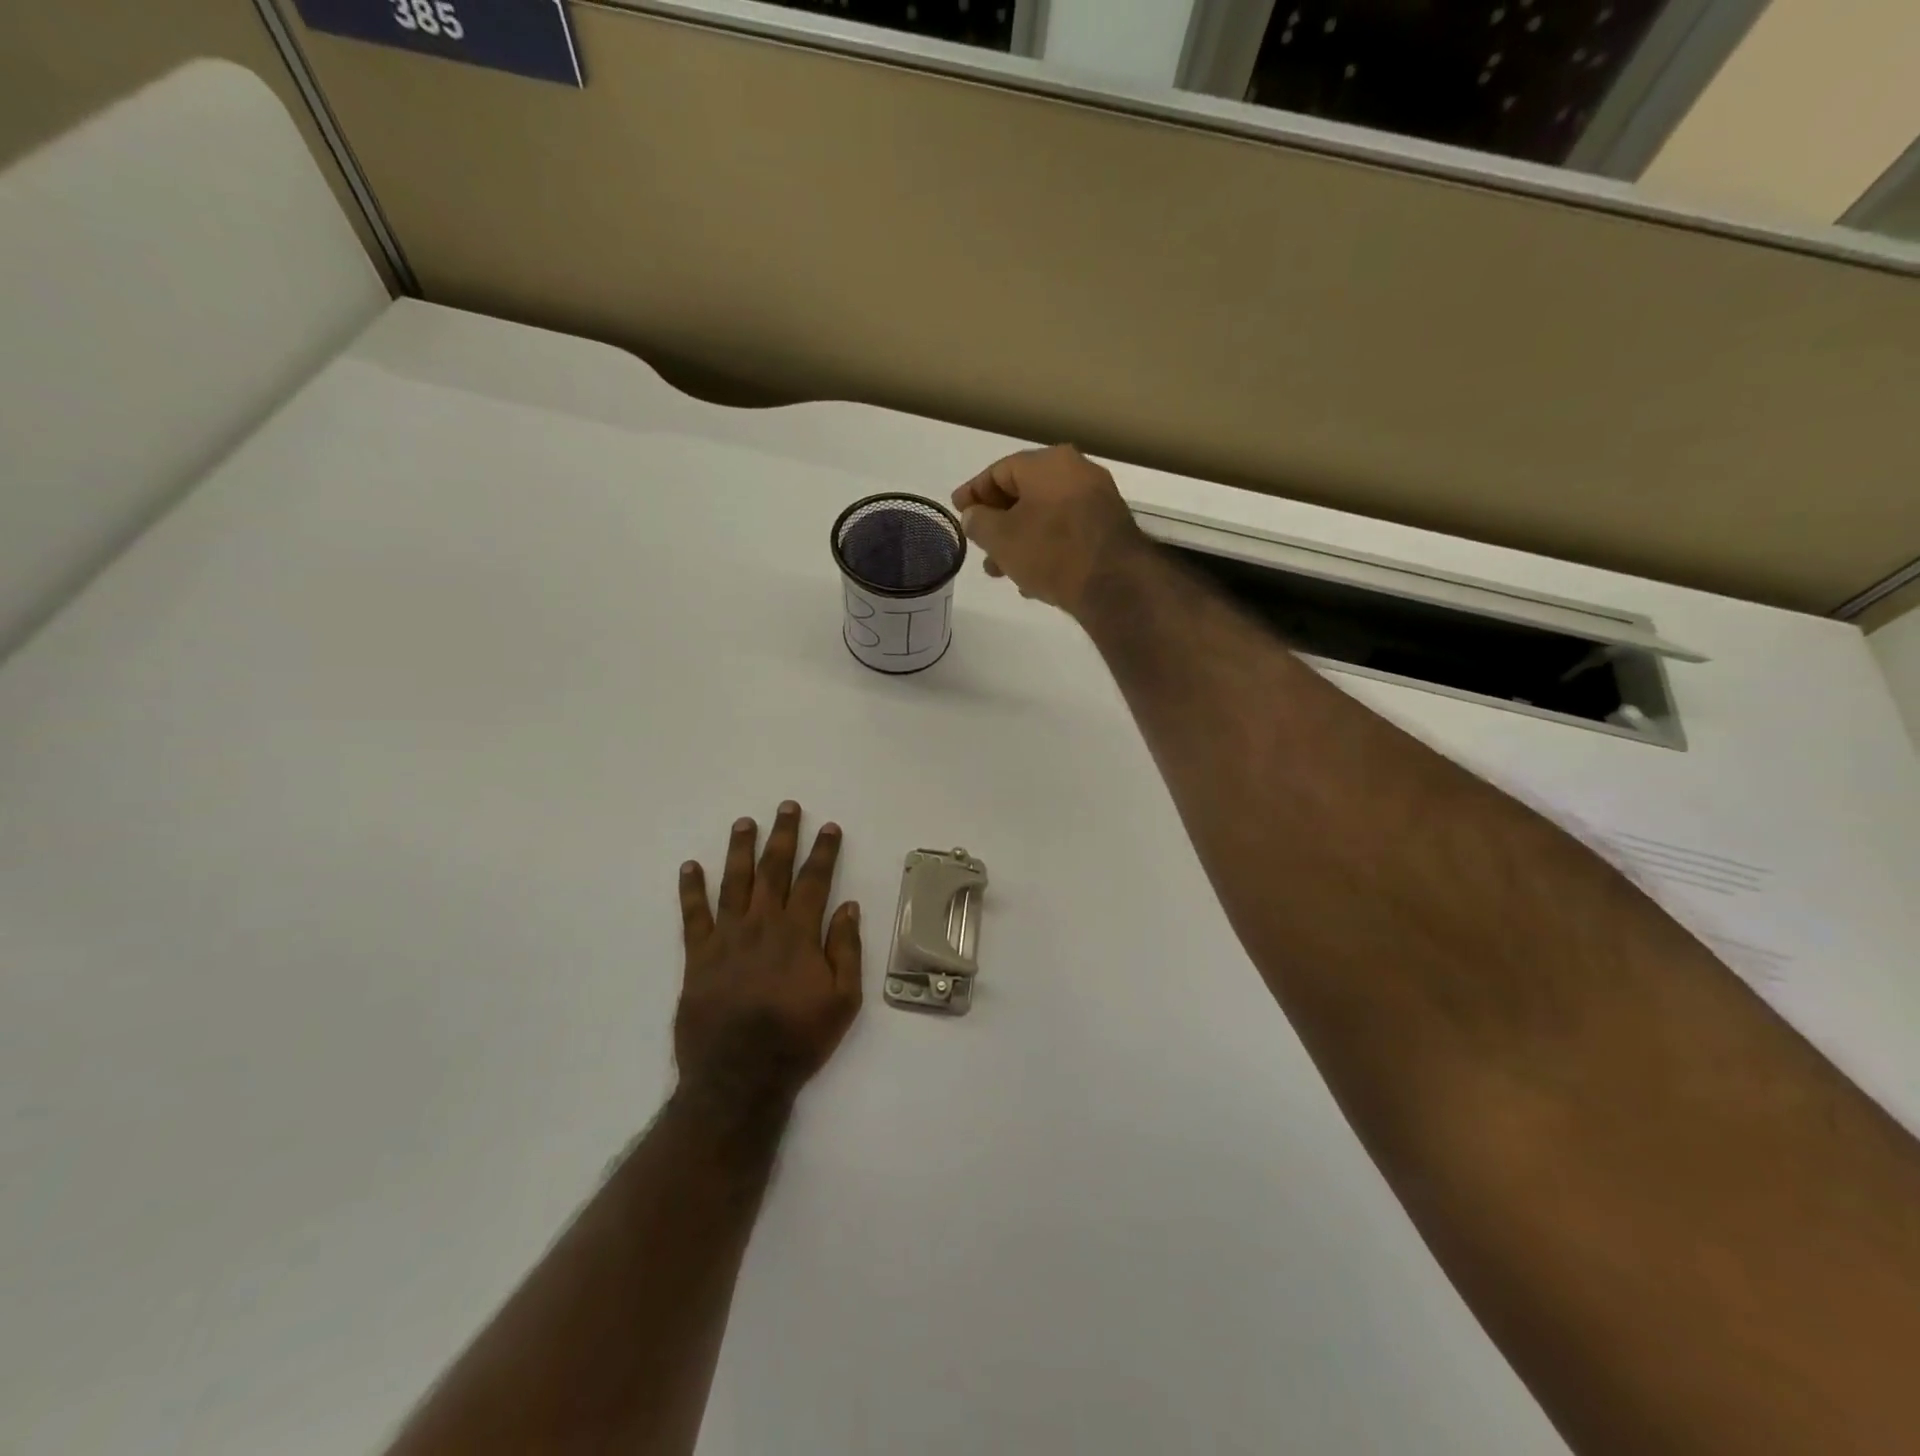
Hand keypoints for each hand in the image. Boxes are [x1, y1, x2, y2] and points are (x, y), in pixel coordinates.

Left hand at [674, 802, 861, 1114]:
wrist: (739, 1078)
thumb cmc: (798, 1039)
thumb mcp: (843, 1000)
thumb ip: (846, 950)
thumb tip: (848, 907)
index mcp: (799, 934)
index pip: (814, 881)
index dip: (823, 852)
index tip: (829, 827)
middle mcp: (762, 925)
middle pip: (773, 870)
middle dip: (783, 836)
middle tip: (787, 807)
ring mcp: (726, 939)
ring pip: (734, 882)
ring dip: (740, 849)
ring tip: (744, 822)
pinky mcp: (698, 957)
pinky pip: (693, 916)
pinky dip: (691, 889)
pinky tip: (690, 867)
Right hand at [951, 445, 1149, 616]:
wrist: (1114, 584)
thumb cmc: (1050, 551)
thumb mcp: (1001, 538)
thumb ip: (979, 522)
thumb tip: (974, 515)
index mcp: (1048, 463)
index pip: (999, 471)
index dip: (974, 492)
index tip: (958, 511)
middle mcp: (1077, 472)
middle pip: (1024, 493)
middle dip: (997, 522)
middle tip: (979, 545)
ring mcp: (1098, 500)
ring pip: (1045, 516)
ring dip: (1019, 540)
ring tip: (1000, 570)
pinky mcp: (1109, 529)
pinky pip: (1066, 532)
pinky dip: (1044, 548)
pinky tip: (1031, 579)